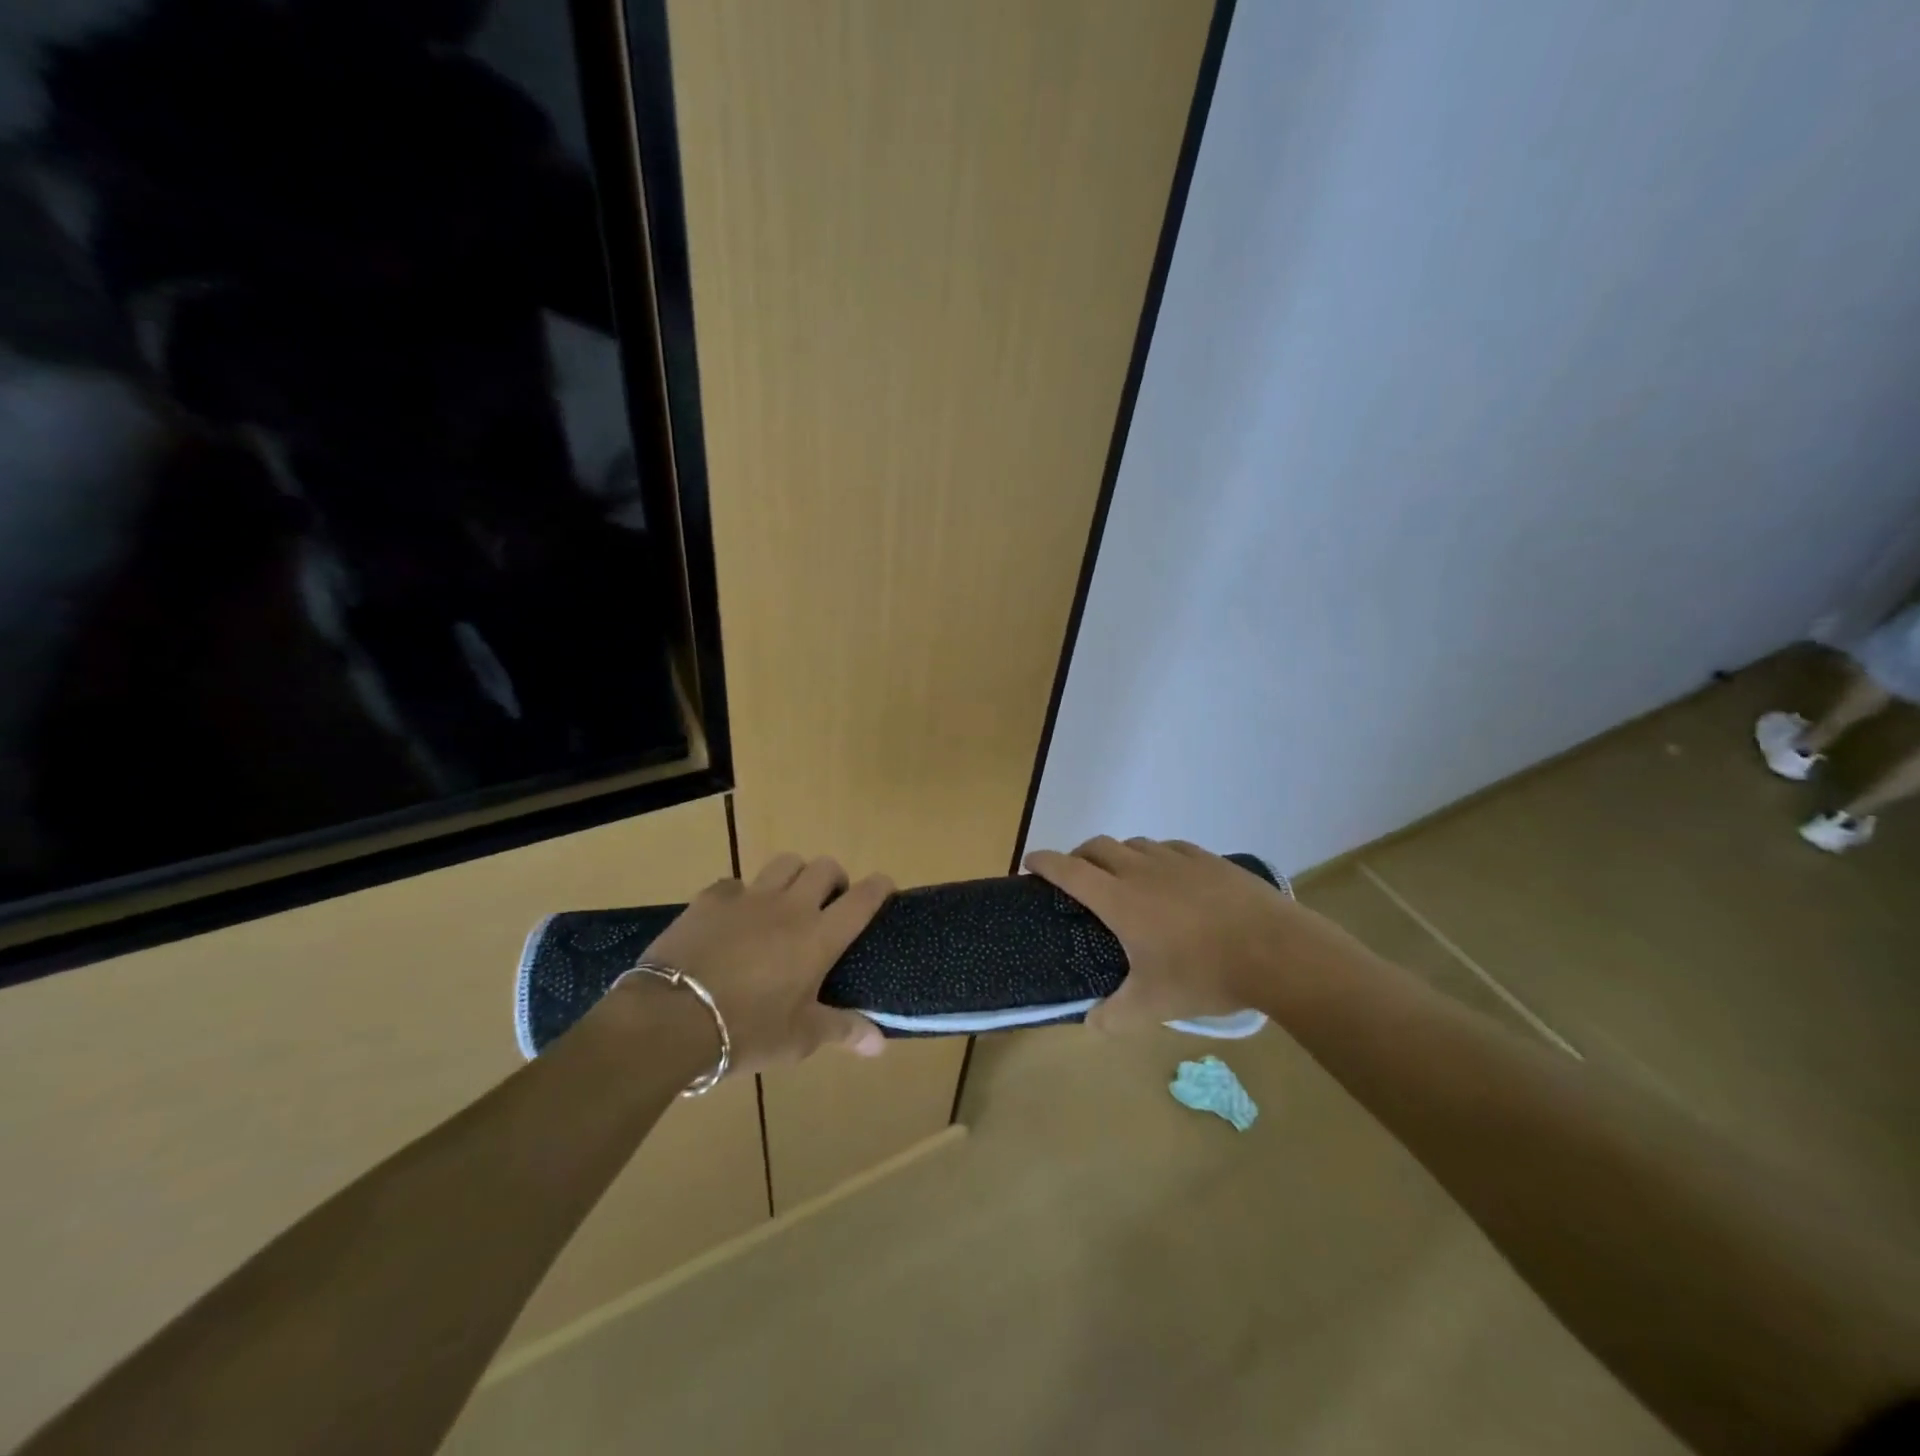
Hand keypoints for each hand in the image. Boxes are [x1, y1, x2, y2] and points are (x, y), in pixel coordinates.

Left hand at [639, 854, 893, 1074]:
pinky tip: (735, 918)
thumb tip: (880, 1043)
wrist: (670, 1018)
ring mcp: (749, 897)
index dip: (880, 887)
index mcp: (819, 937)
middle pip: (825, 868)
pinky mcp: (710, 898)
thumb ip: (842, 1031)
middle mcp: (790, 907)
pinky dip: (743, 895)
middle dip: (834, 880)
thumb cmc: (746, 1031)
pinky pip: (736, 883)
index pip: (863, 898)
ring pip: (785, 863)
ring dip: (794, 876)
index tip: (885, 888)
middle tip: (828, 906)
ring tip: (787, 902)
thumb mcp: (799, 1038)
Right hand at [1023, 836, 1372, 1031]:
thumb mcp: (1154, 1005)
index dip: (1044, 862)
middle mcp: (1141, 869)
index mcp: (1119, 898)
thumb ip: (1114, 1017)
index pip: (1068, 869)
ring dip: (1117, 856)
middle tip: (1076, 878)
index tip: (1029, 862)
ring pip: (1133, 844)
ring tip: (1123, 879)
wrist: (1276, 950)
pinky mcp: (1207, 858)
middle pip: (1096, 847)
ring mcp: (1176, 859)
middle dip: (1077, 856)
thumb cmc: (1205, 974)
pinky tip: (1167, 877)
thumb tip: (1090, 1024)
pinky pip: (1167, 848)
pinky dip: (1153, 857)